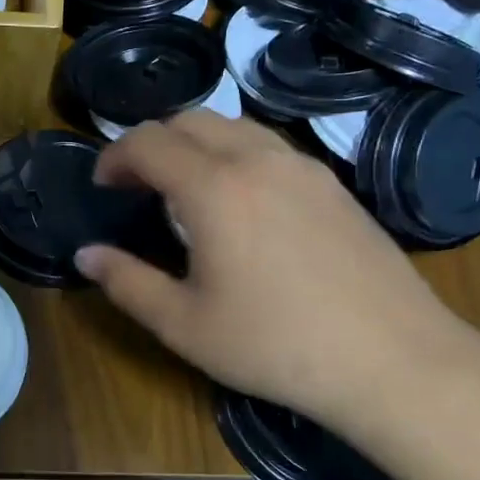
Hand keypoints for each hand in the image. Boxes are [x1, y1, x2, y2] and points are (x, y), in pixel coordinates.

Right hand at [75, 114, 479, 449]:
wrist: (395, 360)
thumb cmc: (276, 345)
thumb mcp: (184, 325)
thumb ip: (126, 283)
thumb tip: (85, 255)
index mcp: (213, 188)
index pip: (147, 141)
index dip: (114, 156)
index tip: (103, 186)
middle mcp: (256, 159)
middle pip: (188, 119)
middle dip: (151, 143)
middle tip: (137, 186)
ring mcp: (301, 166)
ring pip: (232, 125)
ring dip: (194, 143)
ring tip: (184, 189)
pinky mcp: (332, 182)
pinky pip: (267, 144)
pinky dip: (233, 153)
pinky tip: (239, 202)